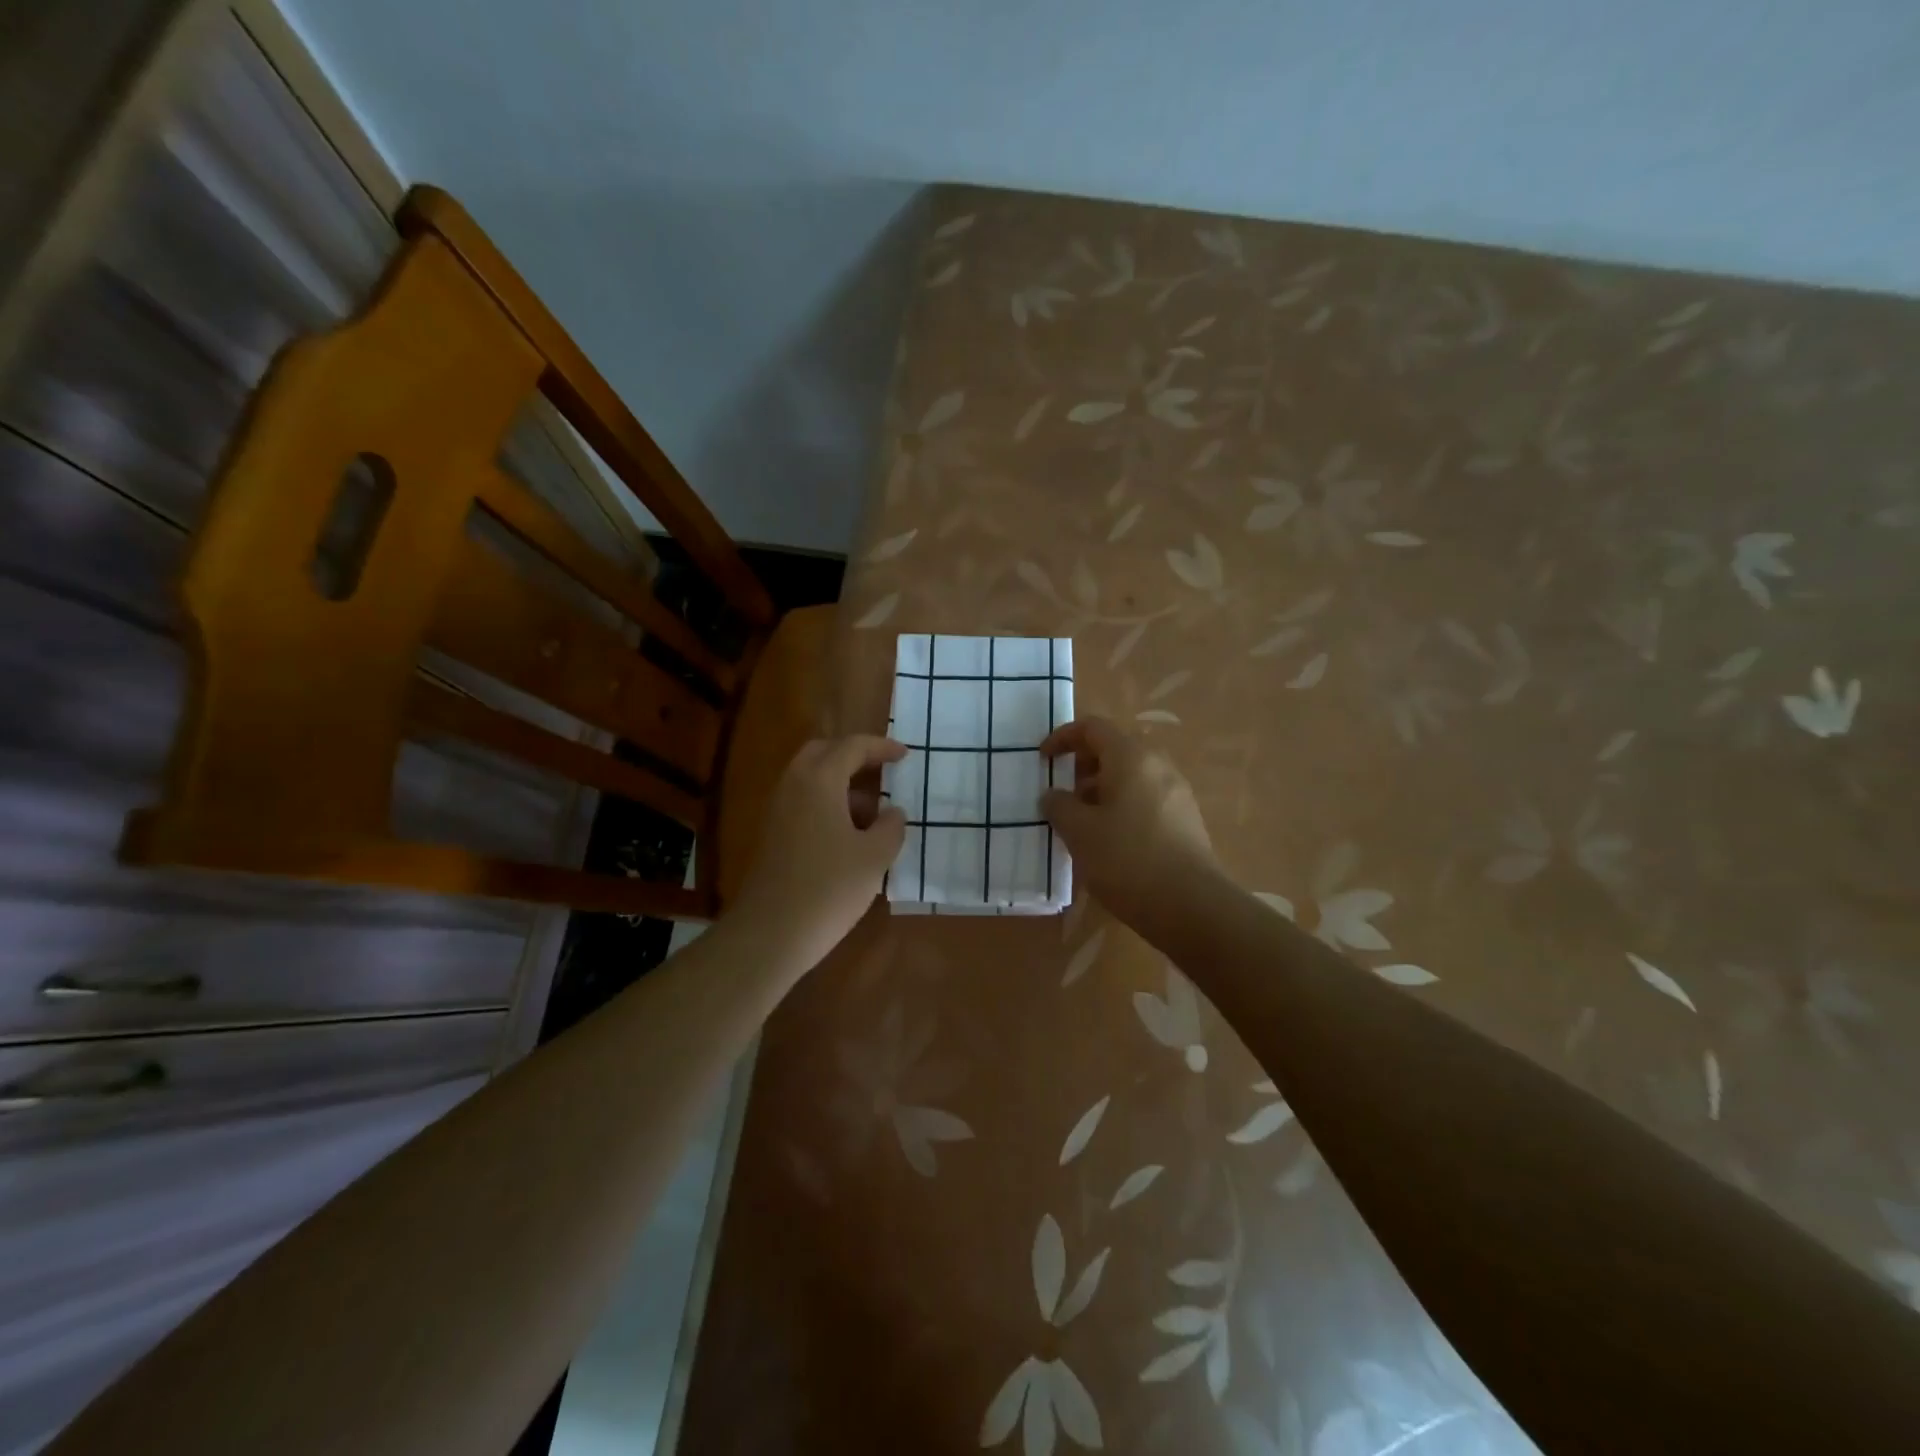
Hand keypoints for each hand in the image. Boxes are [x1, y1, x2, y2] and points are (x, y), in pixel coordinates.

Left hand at [728, 735, 906, 973]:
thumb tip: (893, 813)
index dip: (881, 747)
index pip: (852, 747)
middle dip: (854, 756)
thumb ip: (890, 827)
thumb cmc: (829, 888)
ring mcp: (778, 811)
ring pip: (811, 780)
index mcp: (819, 781)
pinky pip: (803, 803)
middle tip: (883, 771)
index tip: (905, 755)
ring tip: (874, 814)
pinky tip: (850, 837)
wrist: (770, 934)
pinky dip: (828, 806)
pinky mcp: (772, 836)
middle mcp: (793, 786)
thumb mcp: (874, 857)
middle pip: (823, 753)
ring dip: (842, 785)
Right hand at [1040, 717, 1214, 924]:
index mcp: (1131, 757)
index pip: (1093, 728)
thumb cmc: (1127, 859)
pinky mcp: (1186, 819)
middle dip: (1082, 765)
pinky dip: (1122, 805)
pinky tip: (1110, 840)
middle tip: (1061, 791)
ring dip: (1102, 788)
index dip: (1062, 737)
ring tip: (1081, 820)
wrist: (1191, 905)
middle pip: (1115, 749)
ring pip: (1132, 775)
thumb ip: (1059, 806)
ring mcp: (1177, 792)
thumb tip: (1053, 796)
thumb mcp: (1079, 832)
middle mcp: (1158, 765)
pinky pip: (1146, 798)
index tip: (1043, 760)